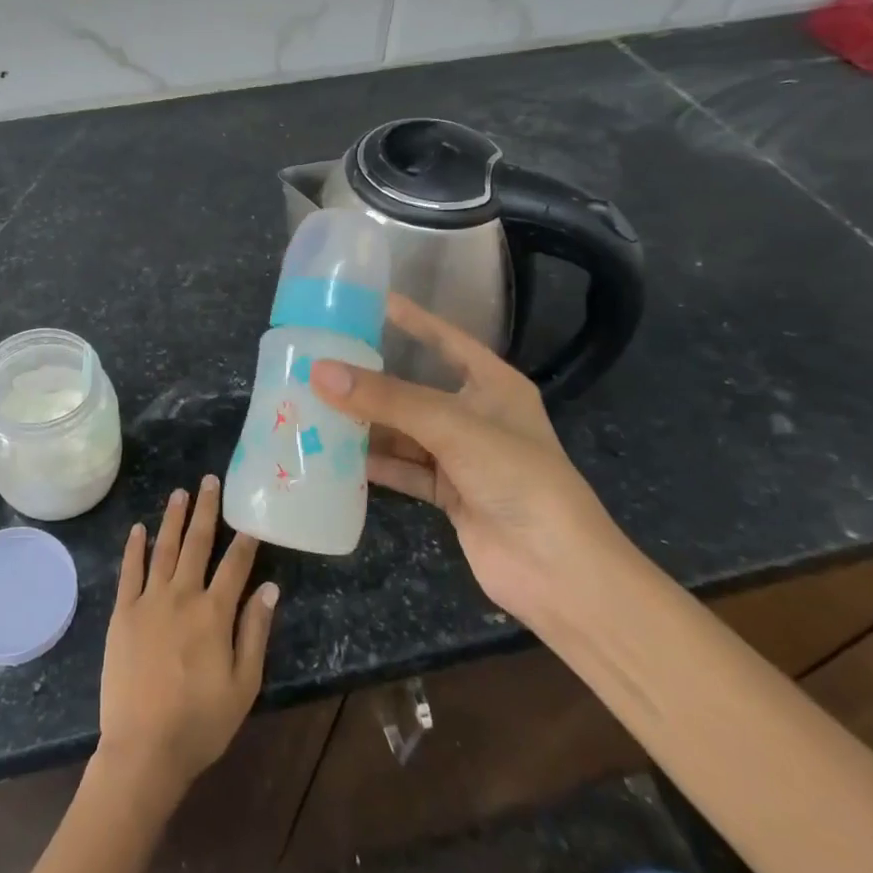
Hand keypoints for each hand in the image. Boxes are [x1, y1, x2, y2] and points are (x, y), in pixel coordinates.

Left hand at [97, 476, 277, 804]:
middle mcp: (181, 596)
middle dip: (205, 511)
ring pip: (163, 549)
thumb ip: (255, 632)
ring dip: (172, 519)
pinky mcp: (123, 614)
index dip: (244, 540)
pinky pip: (129, 572)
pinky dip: (134, 548)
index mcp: (214, 613)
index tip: (250, 517)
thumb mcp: (243, 684)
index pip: (234, 565)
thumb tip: (269, 588)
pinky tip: (138, 528)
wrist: (143, 750)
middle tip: (209, 481)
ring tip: (179, 493)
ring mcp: (148, 602)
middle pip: (196, 544)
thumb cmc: (200, 723)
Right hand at [309, 294, 627, 620]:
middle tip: (321, 361)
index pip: (446, 340)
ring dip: (365, 424)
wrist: (558, 570)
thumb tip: (319, 371)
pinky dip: (372, 463)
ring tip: (314, 406)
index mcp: (493, 384)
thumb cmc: (518, 477)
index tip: (369, 302)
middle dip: (371, 379)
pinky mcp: (449, 493)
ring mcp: (462, 457)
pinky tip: (333, 455)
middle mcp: (476, 415)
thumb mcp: (451, 426)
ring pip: (403, 431)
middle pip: (414, 389)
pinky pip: (402, 469)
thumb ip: (386, 399)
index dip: (412, 320)